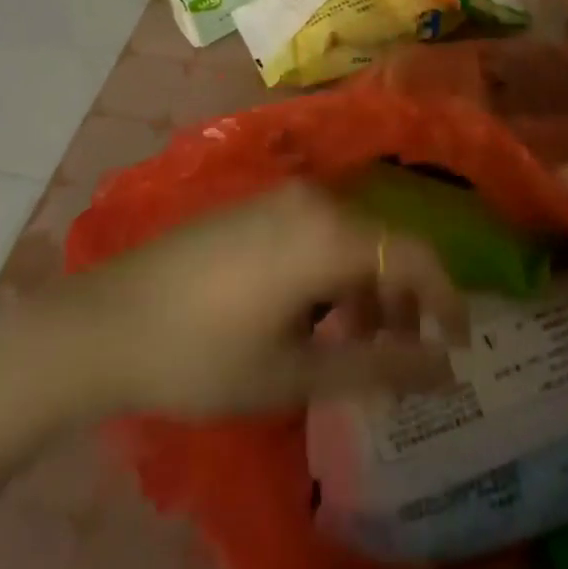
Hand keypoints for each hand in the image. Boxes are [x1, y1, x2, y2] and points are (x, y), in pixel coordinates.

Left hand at [71, 183, 470, 416]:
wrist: (108, 319)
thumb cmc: (204, 354)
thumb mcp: (294, 373)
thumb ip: (377, 366)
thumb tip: (444, 368)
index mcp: (329, 232)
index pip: (414, 254)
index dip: (446, 298)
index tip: (459, 344)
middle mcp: (316, 198)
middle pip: (384, 241)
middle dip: (403, 298)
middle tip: (402, 356)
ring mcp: (284, 195)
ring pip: (353, 234)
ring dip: (367, 286)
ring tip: (353, 344)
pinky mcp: (260, 203)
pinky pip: (320, 228)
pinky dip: (335, 269)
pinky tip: (313, 314)